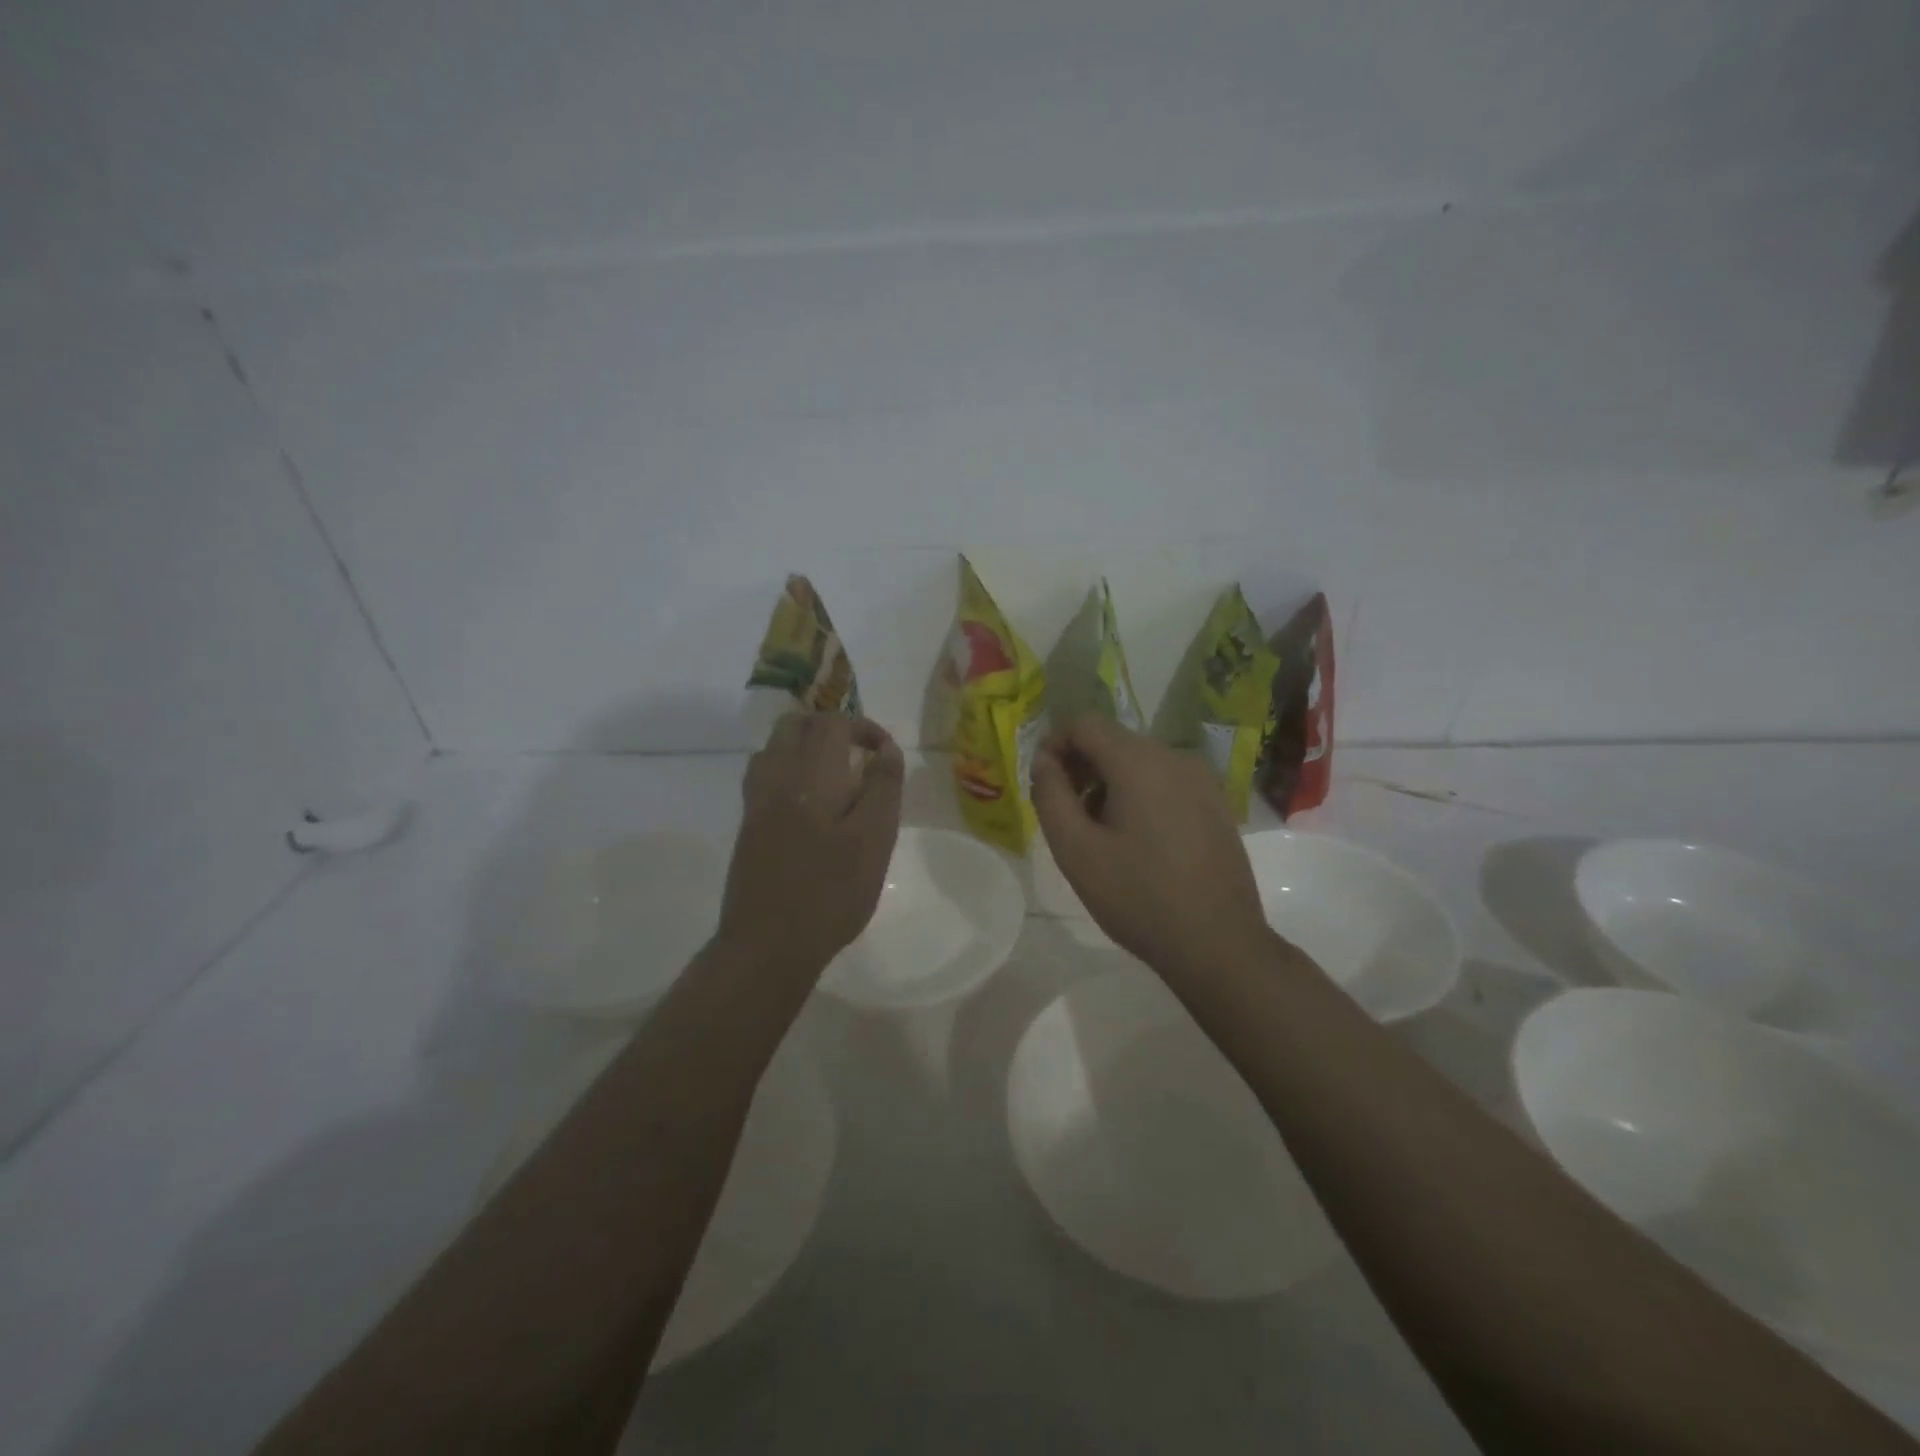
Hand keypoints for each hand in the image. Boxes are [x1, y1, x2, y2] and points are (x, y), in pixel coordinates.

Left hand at [716, 713, 905, 975]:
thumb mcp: (874, 840)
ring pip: (775, 746)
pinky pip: (764, 774)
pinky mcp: (748, 825)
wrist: (768, 944)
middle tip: (861, 756)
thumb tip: (887, 750)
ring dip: (806, 745)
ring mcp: (756, 801)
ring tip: (837, 774)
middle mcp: (777, 776)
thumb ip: (883, 788)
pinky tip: (808, 801)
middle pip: (797, 725)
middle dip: (831, 729)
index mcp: (811, 775)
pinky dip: (788, 769)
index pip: (833, 723)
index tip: (886, 753)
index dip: (863, 727)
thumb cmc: (831, 893)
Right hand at [1031, 716, 1271, 979]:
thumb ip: (1050, 796)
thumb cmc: (1138, 897)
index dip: (1054, 745)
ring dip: (1108, 785)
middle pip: (1113, 741)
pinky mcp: (1217, 805)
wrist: (1219, 944)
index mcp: (1139, 761)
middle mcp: (1175, 758)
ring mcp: (1202, 781)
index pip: (1084, 723)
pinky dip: (1139, 797)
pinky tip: (1137, 843)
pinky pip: (1165, 783)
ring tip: (1099, 835)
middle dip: (1081, 768)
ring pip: (1139, 763)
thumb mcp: (1075, 850)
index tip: (1043, 784)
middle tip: (1065, 815)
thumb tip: (1044, 761)